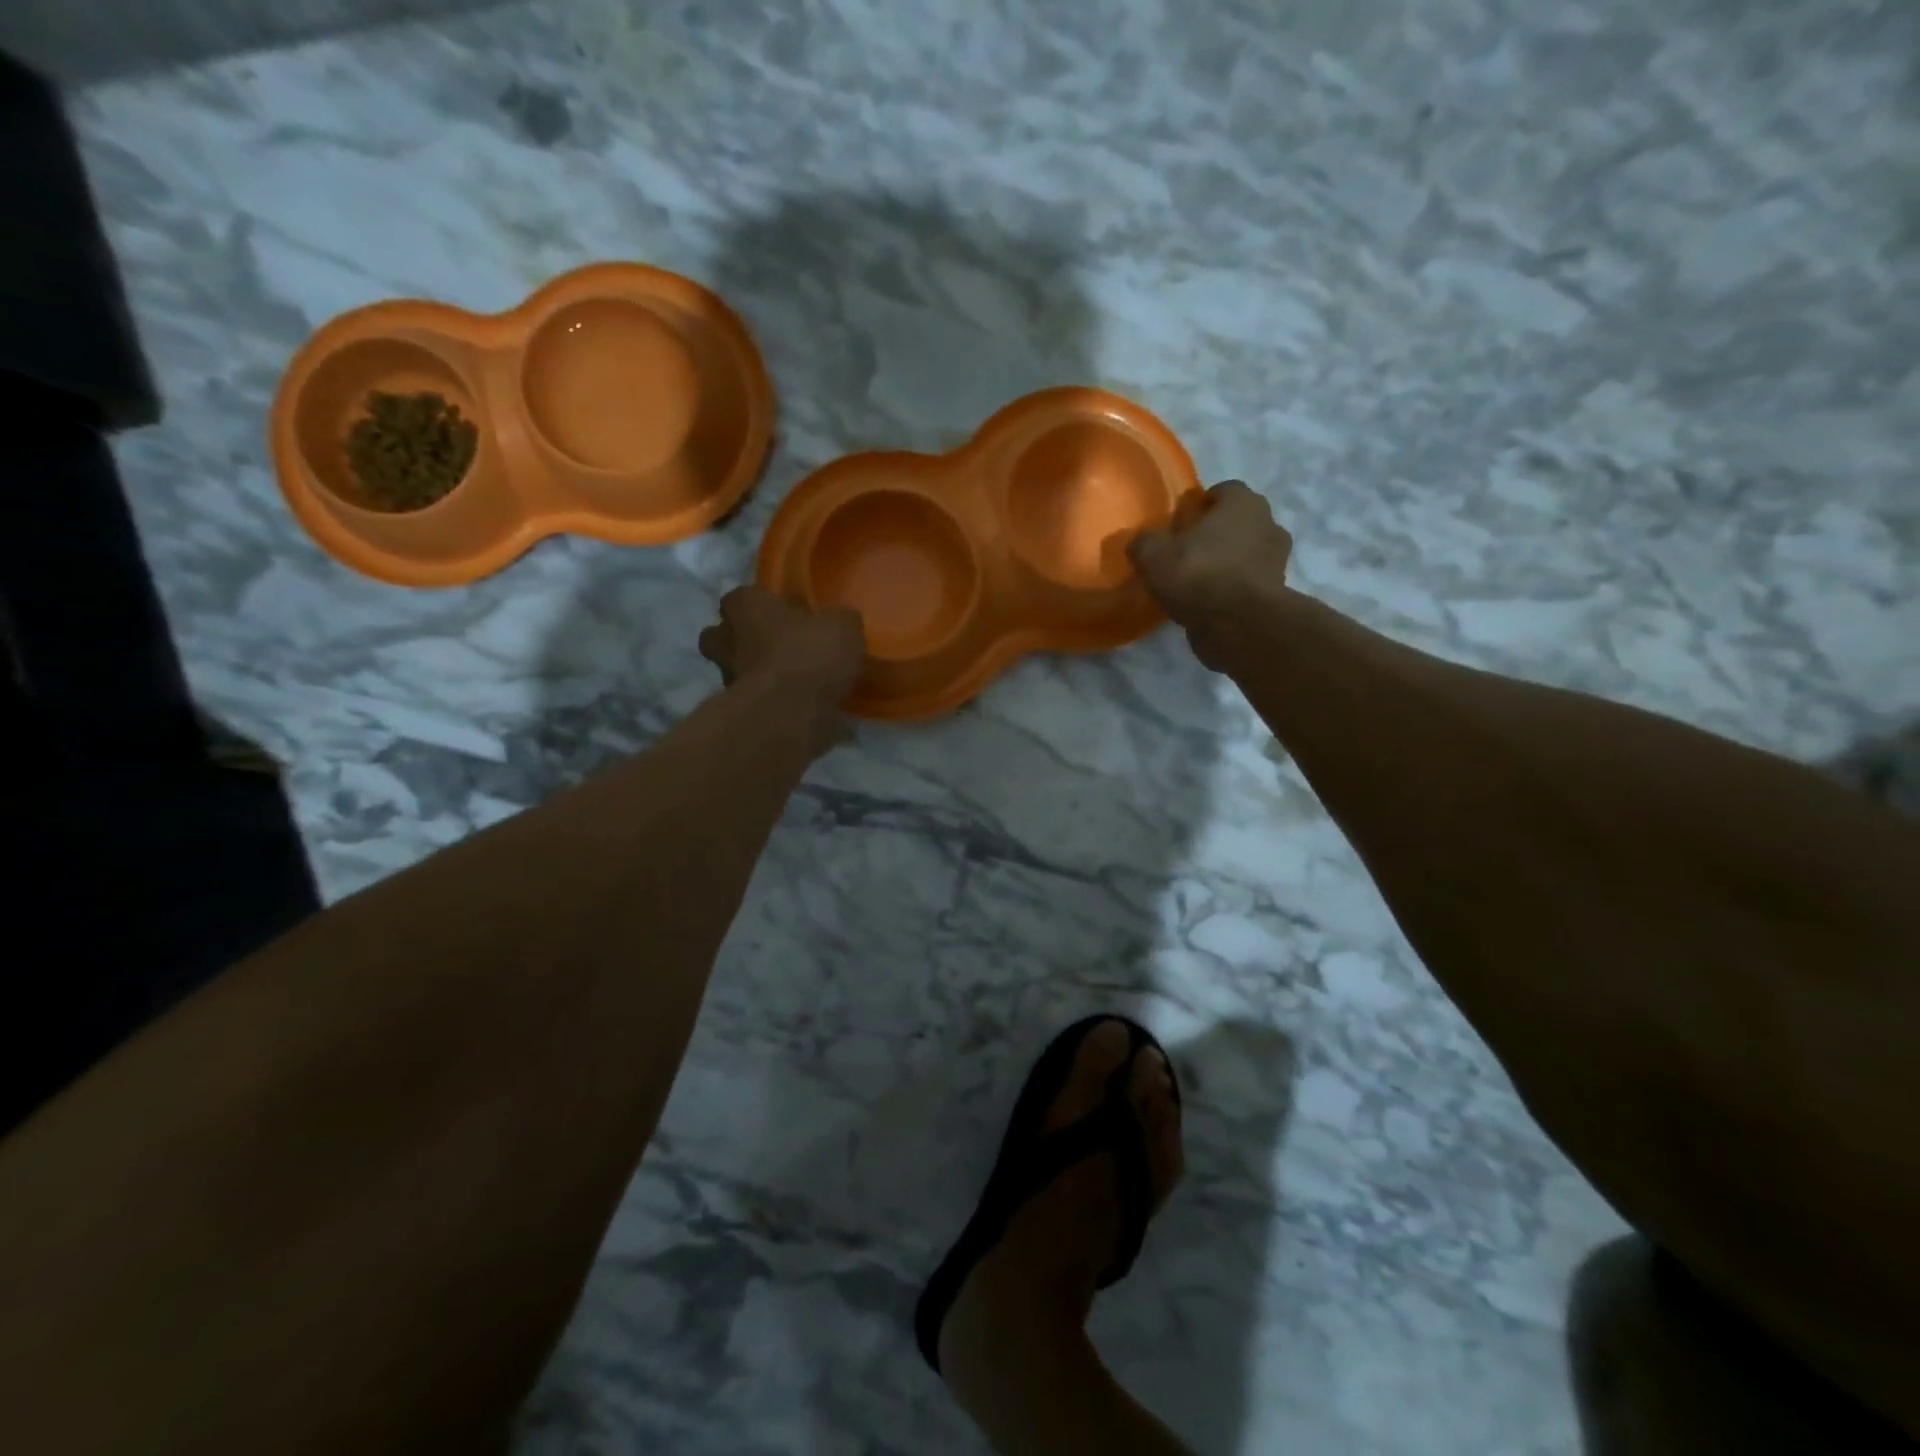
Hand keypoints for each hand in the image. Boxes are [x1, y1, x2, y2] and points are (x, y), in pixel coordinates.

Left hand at [698, 586, 865, 748]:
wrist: (789, 716)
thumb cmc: (809, 656)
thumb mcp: (843, 627)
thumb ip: (839, 621)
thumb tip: (840, 623)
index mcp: (746, 608)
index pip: (741, 597)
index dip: (761, 604)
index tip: (784, 613)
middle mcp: (727, 640)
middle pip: (725, 637)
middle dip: (747, 642)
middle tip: (781, 648)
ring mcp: (729, 680)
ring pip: (740, 671)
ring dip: (763, 676)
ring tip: (799, 684)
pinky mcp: (740, 713)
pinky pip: (760, 704)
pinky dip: (777, 706)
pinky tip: (806, 710)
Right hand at [1129, 480, 1291, 642]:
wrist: (1238, 624)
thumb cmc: (1198, 574)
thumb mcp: (1153, 556)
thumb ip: (1143, 543)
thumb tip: (1140, 542)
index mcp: (1243, 502)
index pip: (1224, 490)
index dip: (1200, 505)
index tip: (1181, 525)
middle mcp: (1268, 524)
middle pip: (1238, 522)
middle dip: (1216, 534)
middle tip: (1187, 552)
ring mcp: (1277, 560)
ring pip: (1246, 553)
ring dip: (1227, 562)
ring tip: (1197, 582)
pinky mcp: (1276, 593)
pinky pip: (1248, 583)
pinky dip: (1233, 589)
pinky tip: (1209, 603)